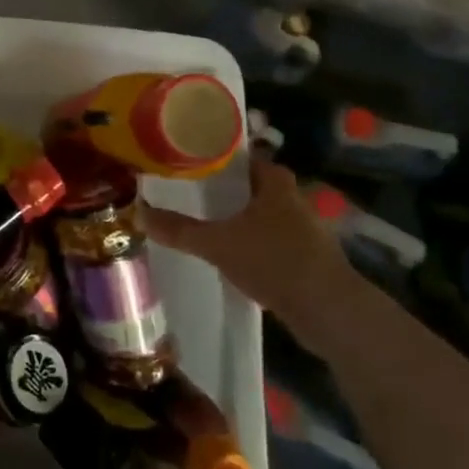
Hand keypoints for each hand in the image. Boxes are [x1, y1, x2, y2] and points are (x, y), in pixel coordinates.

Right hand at [144, 155, 356, 348]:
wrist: (330, 312)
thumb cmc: (274, 260)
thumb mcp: (217, 243)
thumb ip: (179, 229)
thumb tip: (139, 213)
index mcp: (274, 182)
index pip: (243, 156)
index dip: (216, 156)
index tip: (189, 160)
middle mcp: (292, 198)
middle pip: (252, 185)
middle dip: (225, 189)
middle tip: (190, 192)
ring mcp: (304, 229)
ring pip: (262, 214)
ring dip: (239, 218)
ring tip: (204, 222)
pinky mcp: (307, 258)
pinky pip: (271, 240)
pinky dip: (252, 243)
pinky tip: (231, 254)